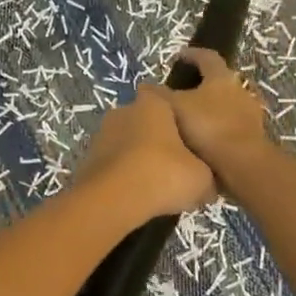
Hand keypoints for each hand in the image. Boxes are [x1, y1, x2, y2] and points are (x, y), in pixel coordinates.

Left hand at [76, 85, 215, 219]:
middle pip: (143, 121)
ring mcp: (101, 134)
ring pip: (125, 143)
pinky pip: (112, 164)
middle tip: (173, 165)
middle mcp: (123, 111)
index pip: (163, 96)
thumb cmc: (164, 174)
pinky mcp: (87, 160)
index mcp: (153, 104)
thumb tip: (208, 187)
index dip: (175, 114)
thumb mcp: (201, 178)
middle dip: (156, 139)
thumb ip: (206, 175)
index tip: (186, 135)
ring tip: (154, 185)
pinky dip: (121, 176)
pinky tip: (134, 196)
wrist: (113, 199)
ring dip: (136, 158)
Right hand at [161, 48, 271, 186]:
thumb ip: (159, 95)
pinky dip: (218, 128)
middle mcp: (240, 90)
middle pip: (220, 81)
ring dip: (211, 108)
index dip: (192, 55)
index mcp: (221, 77)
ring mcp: (250, 114)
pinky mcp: (254, 137)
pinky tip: (204, 141)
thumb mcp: (175, 107)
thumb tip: (144, 85)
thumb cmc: (208, 127)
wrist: (243, 164)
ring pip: (227, 105)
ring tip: (191, 119)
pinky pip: (231, 126)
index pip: (207, 57)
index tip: (179, 56)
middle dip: (202, 84)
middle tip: (182, 91)